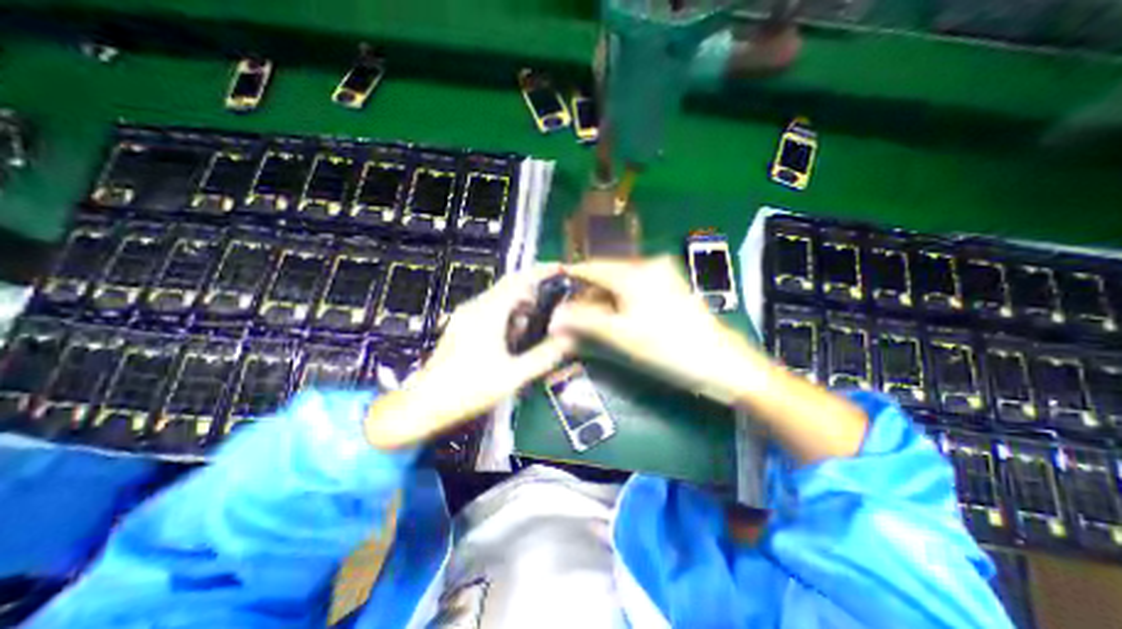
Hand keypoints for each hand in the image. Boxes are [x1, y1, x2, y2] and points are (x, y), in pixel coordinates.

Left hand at [367, 265, 578, 452]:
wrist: (425, 403)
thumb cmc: (468, 389)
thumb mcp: (512, 376)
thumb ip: (543, 357)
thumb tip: (568, 341)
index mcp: (488, 313)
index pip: (518, 280)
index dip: (541, 272)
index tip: (560, 269)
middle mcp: (476, 308)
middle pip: (510, 287)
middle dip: (533, 292)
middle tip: (554, 306)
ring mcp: (467, 316)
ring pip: (501, 299)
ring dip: (521, 307)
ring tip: (535, 327)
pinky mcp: (463, 326)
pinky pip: (491, 311)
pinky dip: (508, 317)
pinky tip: (513, 338)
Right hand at [551, 257, 772, 404]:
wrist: (721, 362)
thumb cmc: (668, 347)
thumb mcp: (621, 335)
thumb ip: (584, 322)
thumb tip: (554, 318)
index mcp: (635, 272)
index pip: (592, 267)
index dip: (571, 276)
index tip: (553, 286)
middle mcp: (648, 266)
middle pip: (606, 276)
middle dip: (586, 296)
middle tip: (569, 317)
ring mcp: (662, 276)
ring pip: (620, 284)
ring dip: (602, 301)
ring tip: (588, 323)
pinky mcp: (670, 288)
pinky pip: (635, 290)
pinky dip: (619, 303)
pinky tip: (613, 320)